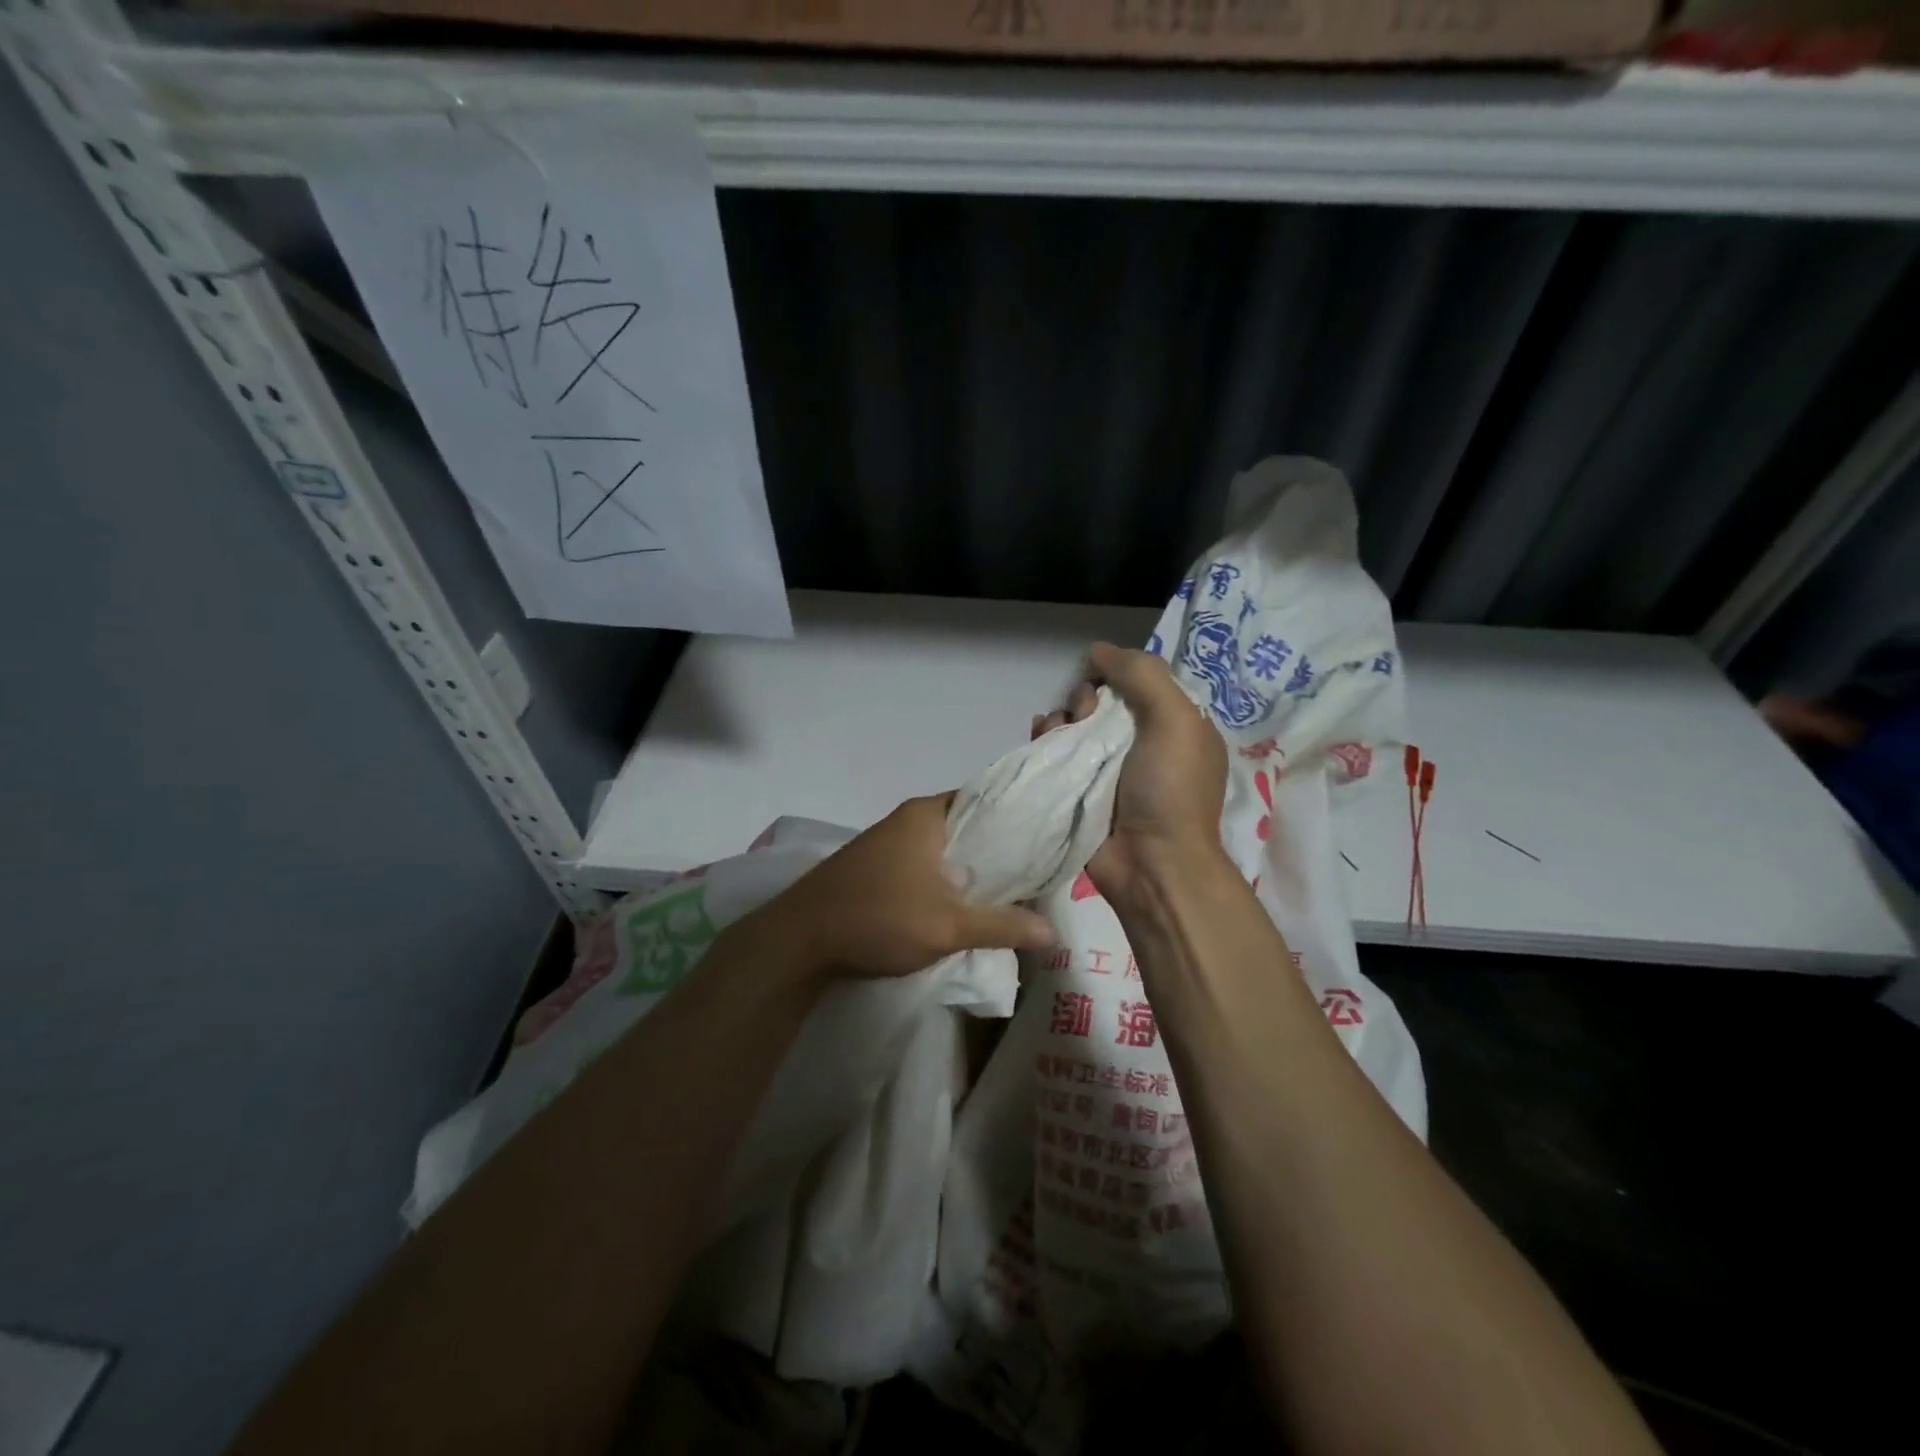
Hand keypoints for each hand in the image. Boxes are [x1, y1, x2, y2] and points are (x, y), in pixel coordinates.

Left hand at [747, 792, 1055, 985]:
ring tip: (1011, 889)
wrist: (798, 940)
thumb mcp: (947, 926)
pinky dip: (947, 879)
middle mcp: (908, 819)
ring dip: (972, 868)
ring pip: (945, 849)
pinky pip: (925, 865)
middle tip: (1039, 871)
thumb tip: (1052, 930)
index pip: (987, 799)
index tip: (1049, 837)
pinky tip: (965, 902)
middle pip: (968, 826)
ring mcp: (888, 842)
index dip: (1020, 817)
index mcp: (927, 815)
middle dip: (999, 849)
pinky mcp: (876, 867)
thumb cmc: (877, 918)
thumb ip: (1002, 925)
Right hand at [1033, 643, 1229, 902]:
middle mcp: (1143, 742)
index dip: (1116, 674)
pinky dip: (1047, 738)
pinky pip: (1058, 752)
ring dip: (1062, 717)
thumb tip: (1098, 650)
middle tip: (1084, 716)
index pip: (1140, 681)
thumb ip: (1142, 675)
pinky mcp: (1080, 789)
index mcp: (1175, 724)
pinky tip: (1041, 736)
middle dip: (1086, 698)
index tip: (1102, 680)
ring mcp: (1109, 768)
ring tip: (1057, 730)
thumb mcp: (1175, 719)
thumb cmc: (1170, 789)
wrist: (1151, 864)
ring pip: (1076, 724)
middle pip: (1103, 700)